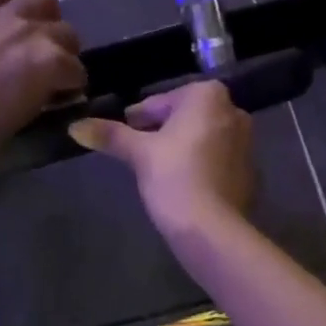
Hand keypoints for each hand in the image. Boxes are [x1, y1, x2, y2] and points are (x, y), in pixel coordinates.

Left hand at [0, 0, 84, 171]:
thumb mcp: (21, 120)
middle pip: (66, 32)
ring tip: (28, 35)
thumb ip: (41, 96)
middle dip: (62, 52)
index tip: (60, 95)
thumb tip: (47, 90)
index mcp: (51, 63)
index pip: (76, 71)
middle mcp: (33, 31)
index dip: (69, 86)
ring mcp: (2, 15)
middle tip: (46, 69)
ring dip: (43, 15)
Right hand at [68, 79, 254, 234]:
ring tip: (157, 170)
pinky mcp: (250, 171)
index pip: (162, 101)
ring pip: (202, 137)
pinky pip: (217, 160)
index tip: (126, 134)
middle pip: (185, 117)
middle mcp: (233, 111)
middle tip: (138, 152)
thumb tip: (75, 126)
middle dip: (162, 130)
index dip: (139, 118)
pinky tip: (182, 186)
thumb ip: (109, 135)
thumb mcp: (138, 153)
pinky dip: (200, 166)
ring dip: (181, 147)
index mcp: (208, 96)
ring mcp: (247, 142)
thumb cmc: (174, 177)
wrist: (213, 229)